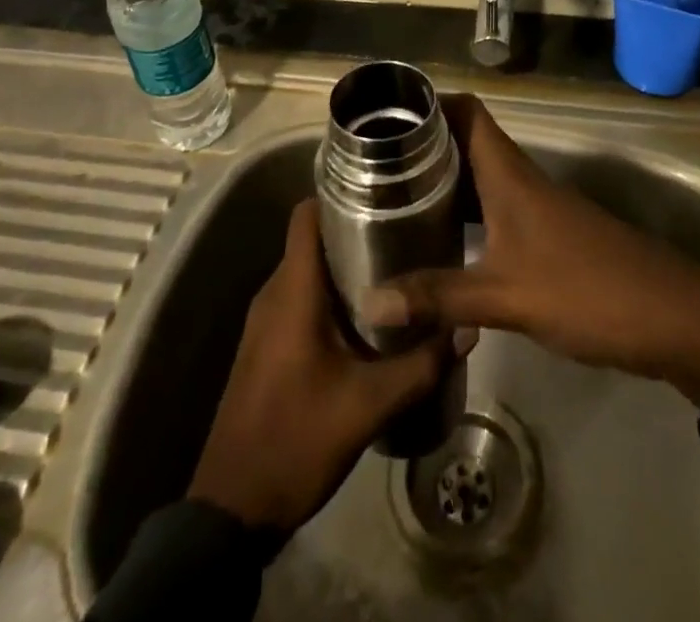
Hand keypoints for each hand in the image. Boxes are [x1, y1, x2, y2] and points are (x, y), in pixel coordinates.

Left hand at [187, 199, 448, 532]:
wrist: (231, 509)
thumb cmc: (295, 441)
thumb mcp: (368, 406)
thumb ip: (421, 365)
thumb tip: (468, 327)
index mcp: (292, 291)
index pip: (306, 215)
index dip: (339, 193)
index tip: (382, 191)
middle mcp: (274, 293)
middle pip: (313, 240)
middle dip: (356, 230)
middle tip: (406, 231)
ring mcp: (266, 321)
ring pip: (309, 271)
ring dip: (346, 266)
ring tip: (397, 268)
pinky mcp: (267, 345)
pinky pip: (301, 299)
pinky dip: (332, 295)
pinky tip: (369, 316)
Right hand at [366, 95, 699, 404]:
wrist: (672, 317)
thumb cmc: (586, 290)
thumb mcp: (506, 296)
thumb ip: (438, 296)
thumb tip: (370, 300)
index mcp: (509, 174)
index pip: (466, 112)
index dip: (430, 102)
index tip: (384, 113)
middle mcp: (520, 179)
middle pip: (466, 143)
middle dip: (422, 148)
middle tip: (372, 165)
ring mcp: (536, 208)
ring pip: (479, 179)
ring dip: (442, 184)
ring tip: (391, 200)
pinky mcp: (546, 237)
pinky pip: (493, 211)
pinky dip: (463, 217)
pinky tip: (439, 244)